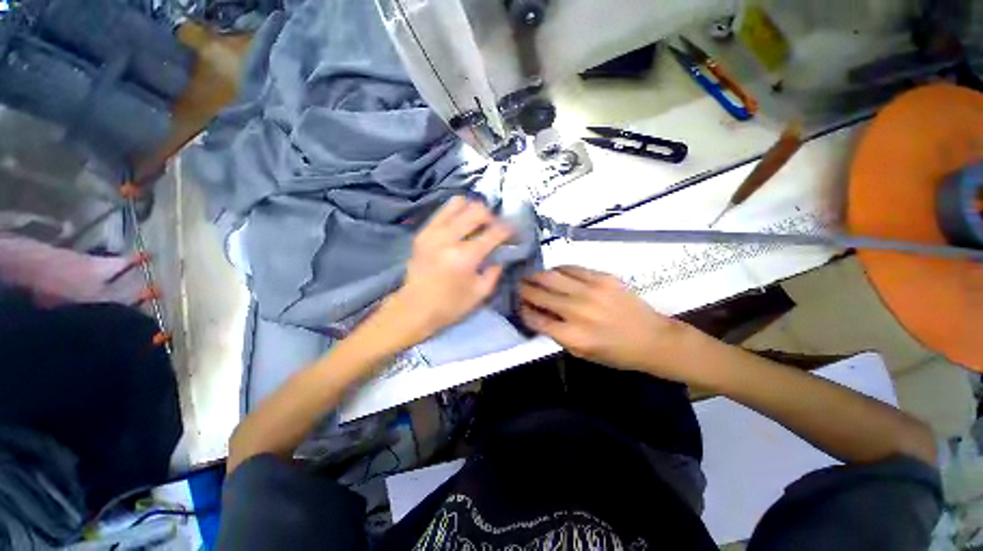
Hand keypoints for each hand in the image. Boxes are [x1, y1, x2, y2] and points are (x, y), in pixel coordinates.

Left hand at [383, 196, 512, 344]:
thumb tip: (501, 253)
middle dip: (491, 216)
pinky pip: (443, 211)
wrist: (414, 309)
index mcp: (465, 257)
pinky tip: (461, 226)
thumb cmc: (450, 305)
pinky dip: (456, 214)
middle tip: (494, 227)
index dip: (508, 229)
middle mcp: (448, 238)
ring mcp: (432, 232)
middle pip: (476, 210)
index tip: (513, 232)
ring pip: (458, 203)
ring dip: (472, 210)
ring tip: (477, 223)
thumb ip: (495, 270)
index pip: (494, 232)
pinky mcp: (422, 232)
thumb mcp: (481, 293)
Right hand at [520, 266, 700, 379]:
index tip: (517, 304)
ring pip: (551, 276)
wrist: (652, 339)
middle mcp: (577, 310)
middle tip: (518, 286)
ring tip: (531, 276)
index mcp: (571, 335)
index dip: (522, 309)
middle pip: (538, 293)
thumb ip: (555, 334)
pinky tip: (555, 272)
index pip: (534, 318)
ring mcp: (590, 291)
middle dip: (523, 289)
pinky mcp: (602, 277)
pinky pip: (571, 268)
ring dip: (536, 275)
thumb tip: (536, 313)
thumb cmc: (615, 353)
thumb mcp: (581, 353)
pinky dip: (558, 269)